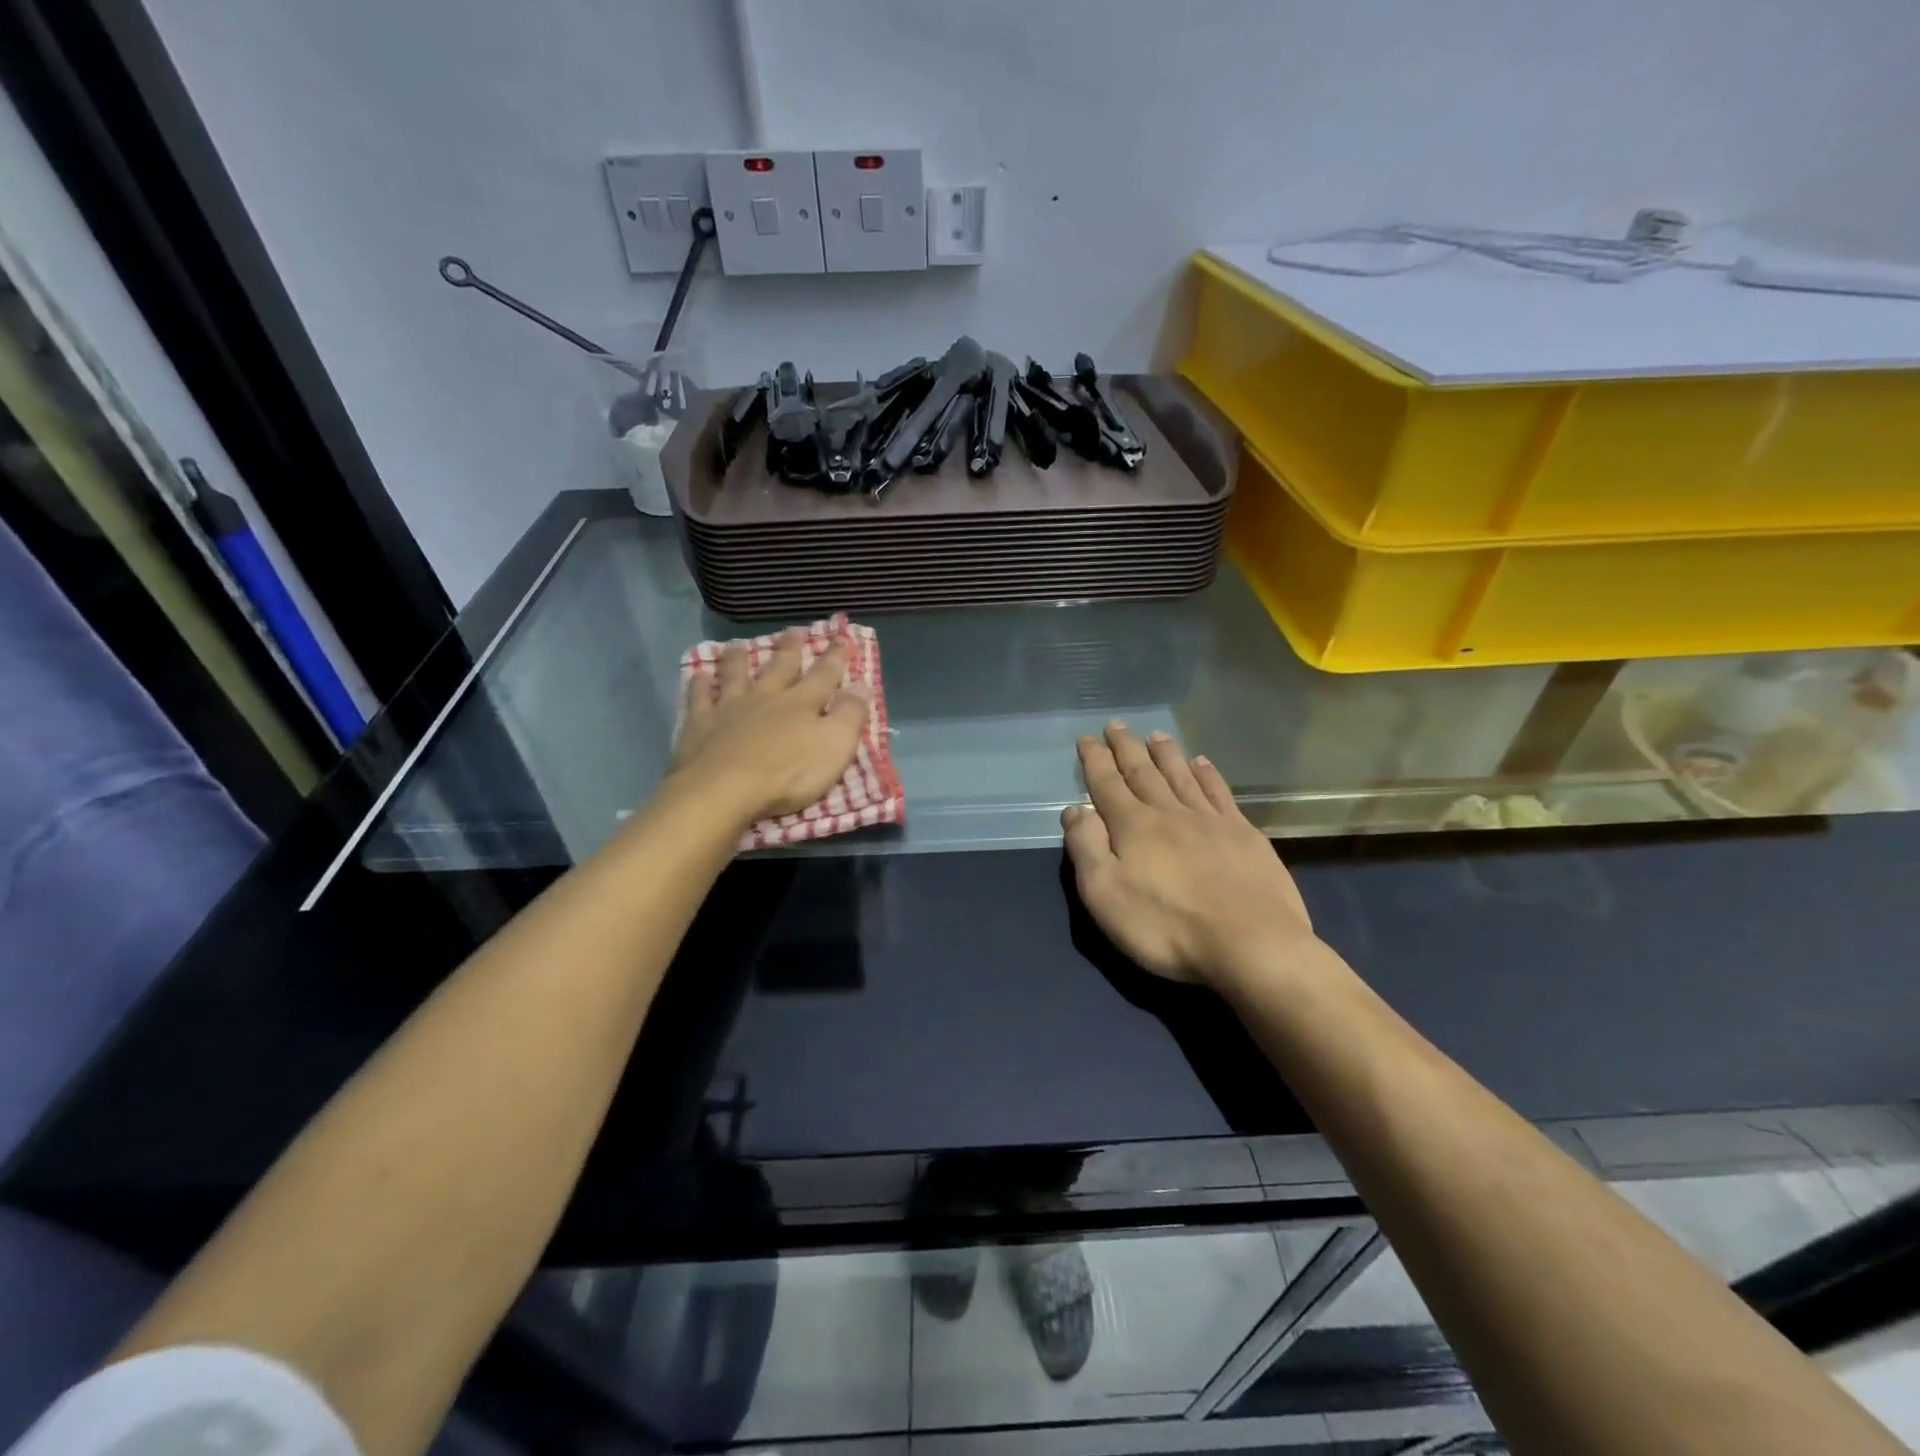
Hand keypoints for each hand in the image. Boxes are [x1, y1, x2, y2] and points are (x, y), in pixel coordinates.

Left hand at [670, 631, 870, 825]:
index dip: (836, 656)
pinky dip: (699, 684)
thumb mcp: (834, 746)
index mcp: (802, 703)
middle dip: (790, 648)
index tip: (842, 637)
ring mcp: (730, 708)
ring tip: (739, 644)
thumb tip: (862, 684)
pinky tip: (698, 674)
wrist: (724, 790)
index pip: (825, 674)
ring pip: (736, 675)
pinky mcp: (700, 725)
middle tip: (794, 630)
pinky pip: (699, 698)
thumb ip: (850, 715)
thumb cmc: (787, 773)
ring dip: (739, 659)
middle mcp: (766, 697)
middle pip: (780, 667)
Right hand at [1062, 722, 1315, 987]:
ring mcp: (1211, 821)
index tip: (1087, 738)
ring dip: (1166, 754)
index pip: (1107, 784)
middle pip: (1143, 772)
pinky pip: (1220, 792)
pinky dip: (1208, 774)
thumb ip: (1086, 848)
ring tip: (1156, 735)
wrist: (1252, 944)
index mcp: (1133, 826)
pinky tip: (1203, 764)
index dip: (1095, 761)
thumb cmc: (1167, 927)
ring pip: (1182, 776)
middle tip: (1117, 724)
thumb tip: (1076, 808)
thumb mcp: (1105, 895)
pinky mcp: (1244, 835)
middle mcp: (1170, 813)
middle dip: (1126, 747)